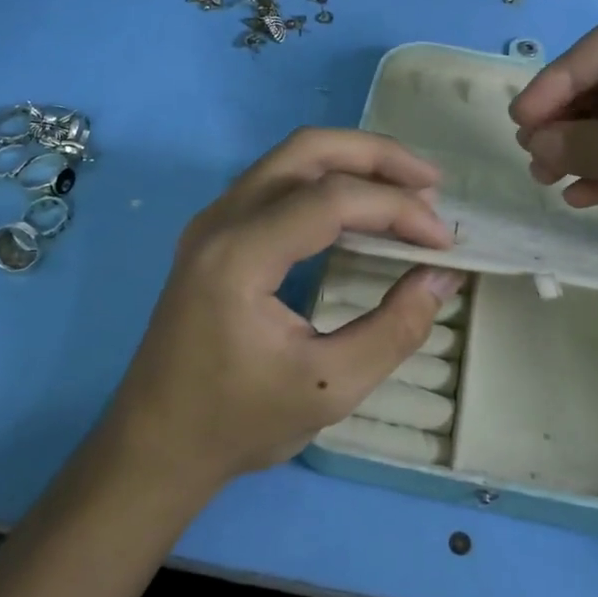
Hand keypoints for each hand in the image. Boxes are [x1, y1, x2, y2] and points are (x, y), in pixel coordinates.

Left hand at [95, 128, 463, 497]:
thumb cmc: (237, 423)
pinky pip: (279, 181)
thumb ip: (395, 329)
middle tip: (432, 183)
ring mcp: (213, 221)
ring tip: (408, 189)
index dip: (397, 209)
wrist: (154, 447)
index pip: (331, 200)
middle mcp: (221, 220)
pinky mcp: (216, 233)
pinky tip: (361, 208)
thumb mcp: (329, 388)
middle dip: (378, 157)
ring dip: (354, 163)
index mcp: (239, 256)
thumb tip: (441, 277)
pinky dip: (329, 181)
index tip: (443, 242)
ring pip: (292, 157)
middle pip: (307, 150)